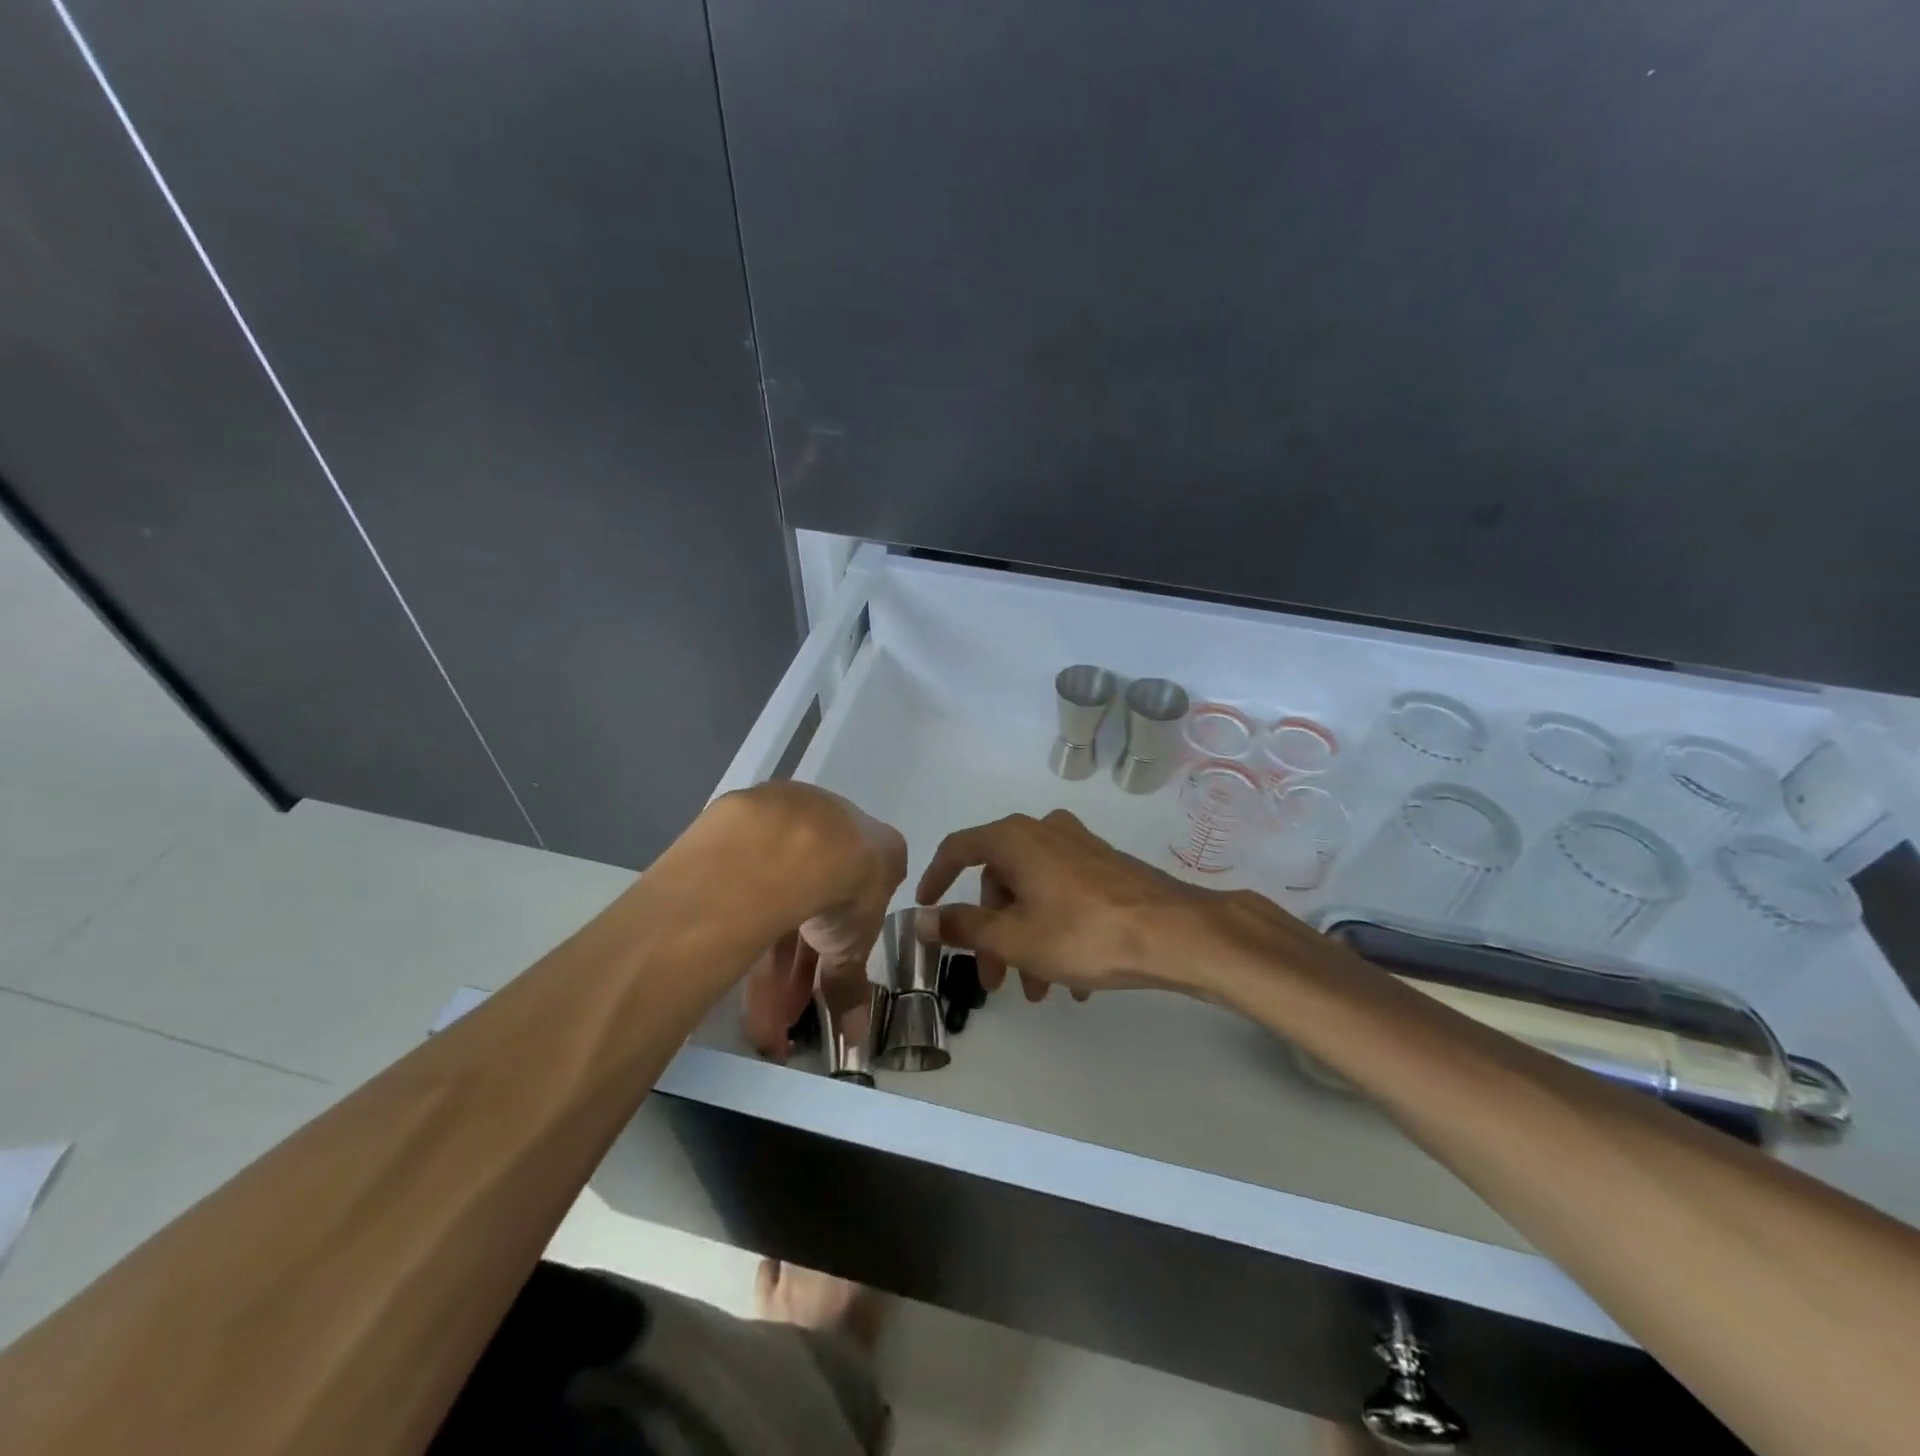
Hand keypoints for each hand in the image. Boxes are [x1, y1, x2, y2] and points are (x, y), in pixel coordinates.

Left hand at [728, 784, 906, 1060]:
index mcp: (878, 851)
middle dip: (801, 967)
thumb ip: (850, 984)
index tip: (825, 985)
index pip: (861, 905)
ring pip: (779, 900)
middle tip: (786, 1013)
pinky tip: (729, 966)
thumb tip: (857, 1037)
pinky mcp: (751, 823)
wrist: (797, 840)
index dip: (842, 950)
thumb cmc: (847, 885)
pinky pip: (749, 886)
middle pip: (816, 906)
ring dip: (770, 962)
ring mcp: (793, 824)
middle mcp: (838, 829)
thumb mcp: (853, 944)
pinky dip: (743, 929)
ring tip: (755, 1014)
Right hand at [914, 809, 1257, 1000]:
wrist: (1175, 932)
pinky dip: (1055, 933)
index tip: (926, 911)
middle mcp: (1044, 832)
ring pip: (1033, 894)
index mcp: (1016, 838)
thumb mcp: (1014, 937)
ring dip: (1025, 942)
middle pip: (1000, 881)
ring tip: (1038, 993)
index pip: (959, 849)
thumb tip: (922, 918)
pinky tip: (1071, 982)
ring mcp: (1079, 847)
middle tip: (995, 980)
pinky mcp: (1105, 867)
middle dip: (992, 933)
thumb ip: (963, 926)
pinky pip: (1063, 897)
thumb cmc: (1084, 932)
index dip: (936, 879)